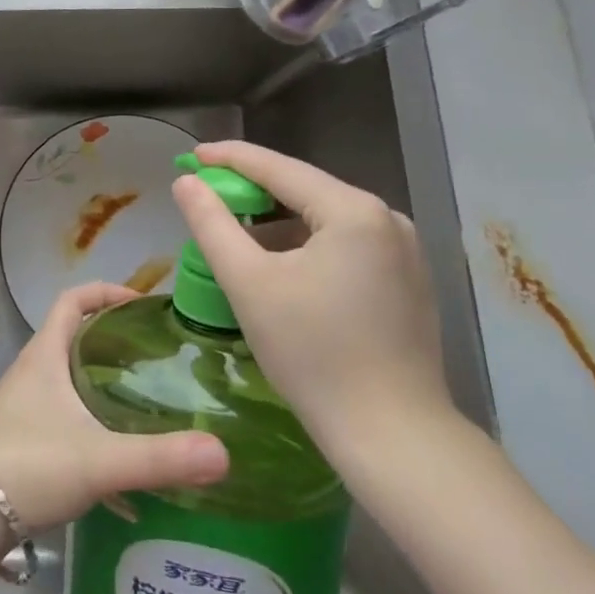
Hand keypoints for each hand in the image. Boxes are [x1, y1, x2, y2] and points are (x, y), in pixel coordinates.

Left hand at [0, 283, 228, 529]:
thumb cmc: (29, 466)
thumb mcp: (100, 460)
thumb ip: (161, 458)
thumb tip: (223, 453)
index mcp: (45, 355)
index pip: (73, 299)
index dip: (106, 292)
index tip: (143, 305)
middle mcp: (32, 372)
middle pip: (75, 337)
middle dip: (114, 342)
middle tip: (158, 359)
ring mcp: (23, 406)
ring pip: (70, 381)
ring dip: (104, 386)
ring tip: (148, 405)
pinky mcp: (22, 441)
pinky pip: (65, 419)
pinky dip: (93, 429)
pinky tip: (121, 467)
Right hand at [171, 141, 453, 458]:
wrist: (393, 438)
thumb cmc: (313, 355)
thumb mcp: (248, 283)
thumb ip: (211, 223)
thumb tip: (186, 181)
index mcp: (353, 211)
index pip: (278, 168)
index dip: (229, 158)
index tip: (191, 155)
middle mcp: (387, 219)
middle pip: (304, 190)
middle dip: (253, 192)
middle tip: (207, 197)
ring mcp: (404, 250)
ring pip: (324, 219)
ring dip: (279, 223)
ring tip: (237, 237)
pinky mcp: (408, 281)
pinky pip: (345, 244)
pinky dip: (307, 246)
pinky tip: (282, 269)